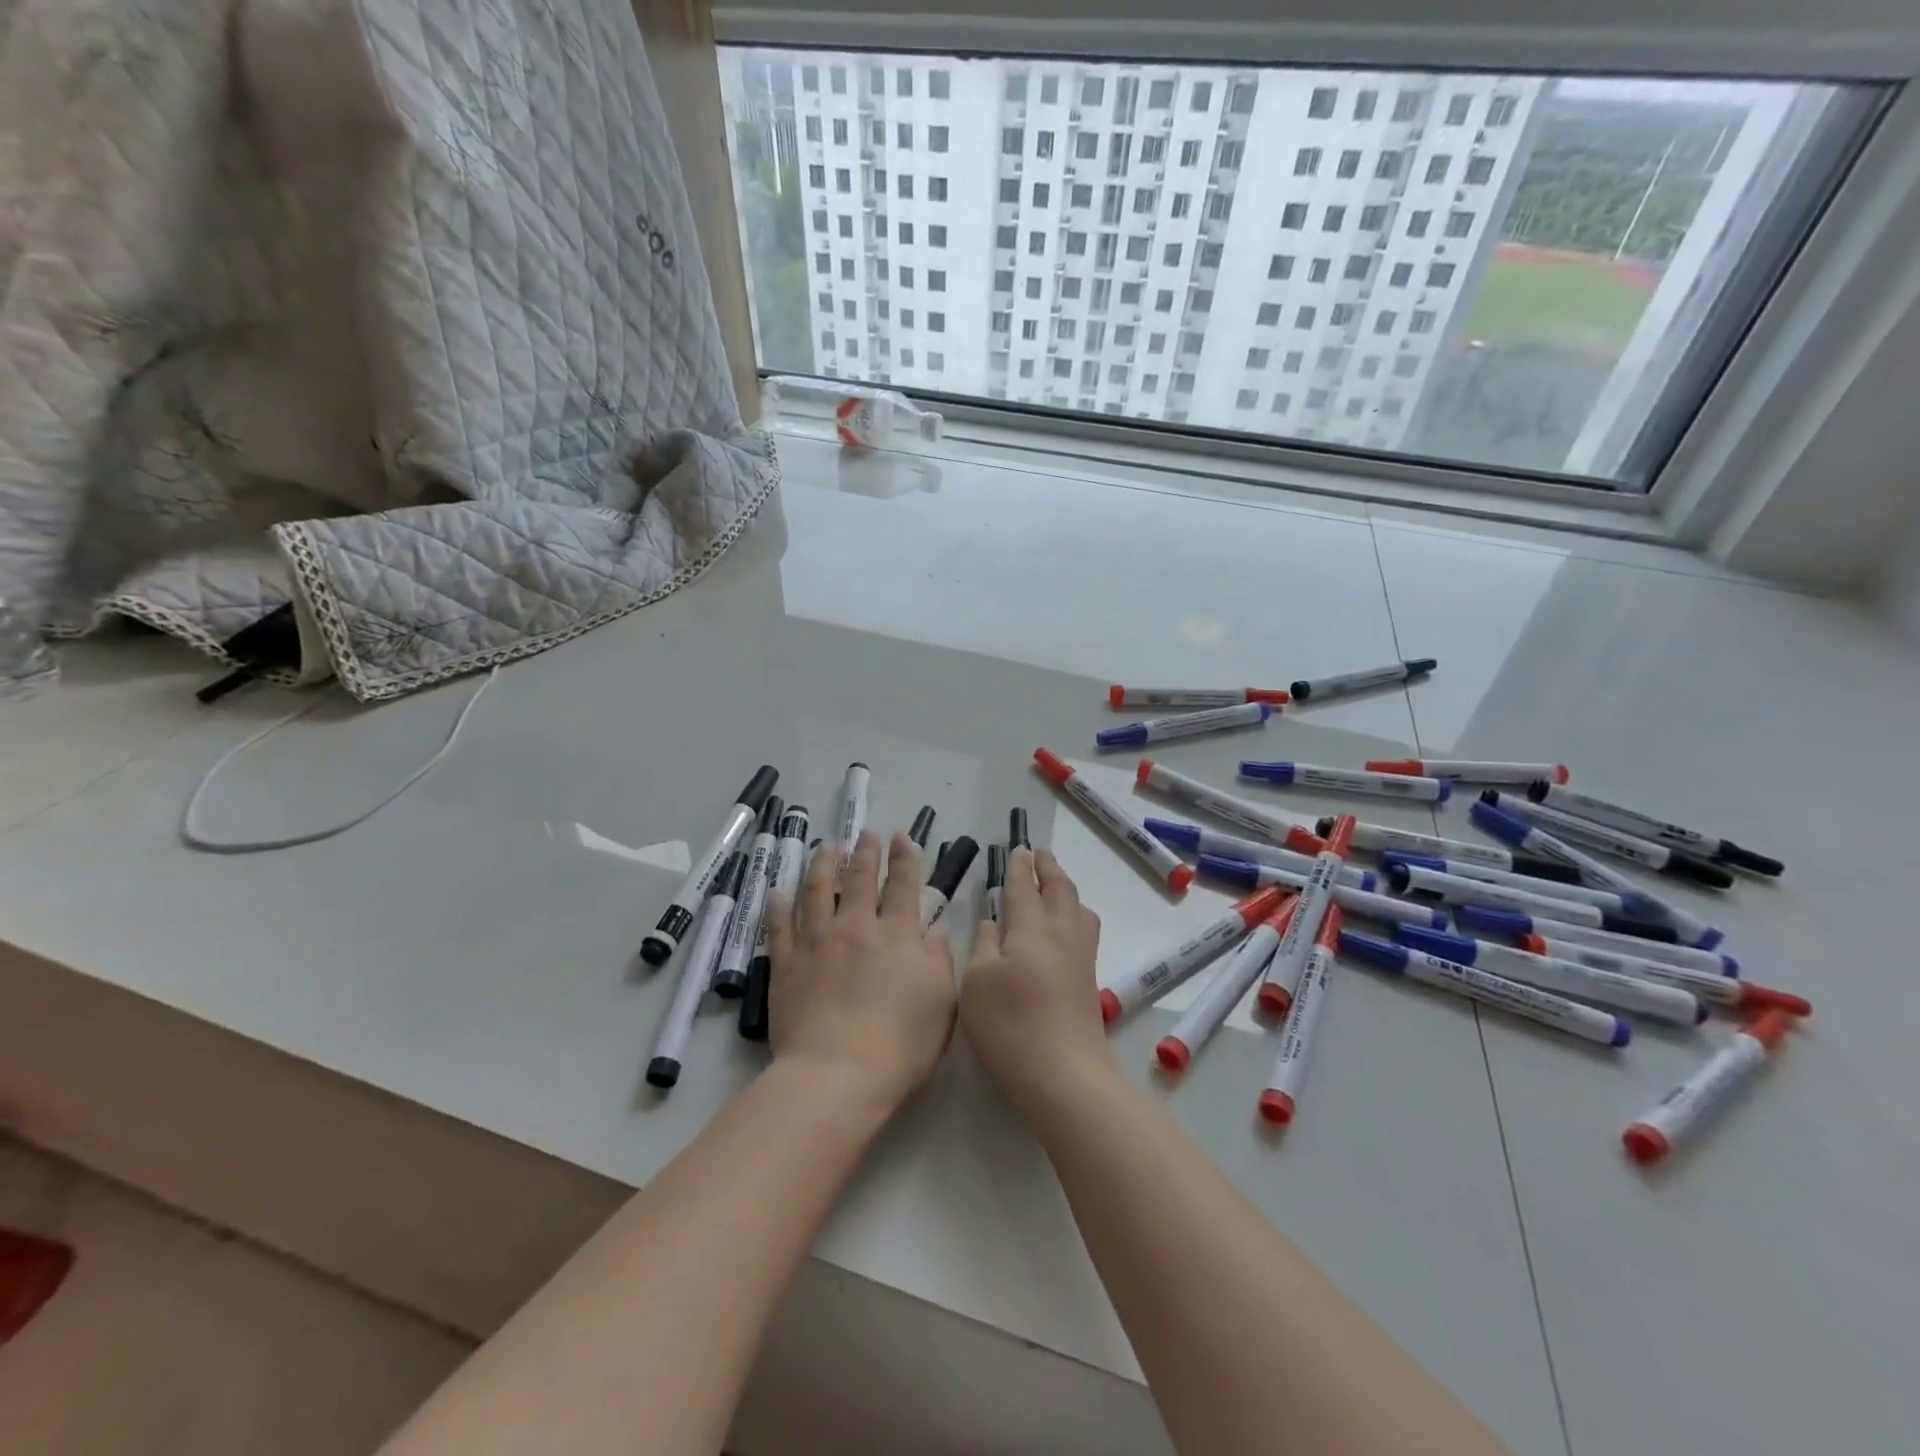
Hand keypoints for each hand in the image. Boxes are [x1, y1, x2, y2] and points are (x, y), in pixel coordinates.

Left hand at [765, 830, 957, 1109]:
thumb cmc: (901, 1044)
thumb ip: (939, 959)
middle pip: (860, 879)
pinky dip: (777, 906)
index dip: (904, 858)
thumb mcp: (942, 1002)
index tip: (902, 836)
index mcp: (897, 935)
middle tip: (865, 832)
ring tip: (825, 847)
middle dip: (864, 851)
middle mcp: (856, 927)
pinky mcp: (785, 963)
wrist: (838, 1073)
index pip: (903, 885)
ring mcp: (816, 942)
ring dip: (823, 865)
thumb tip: (935, 927)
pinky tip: (776, 892)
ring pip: (817, 891)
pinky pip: (778, 926)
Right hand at [960, 848, 1109, 1113]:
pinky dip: (1074, 913)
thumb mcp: (977, 982)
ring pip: (1078, 908)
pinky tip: (1066, 927)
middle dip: (1048, 868)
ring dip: (1065, 889)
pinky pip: (1084, 929)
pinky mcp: (1088, 979)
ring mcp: (1080, 956)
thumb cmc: (1010, 1024)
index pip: (1024, 887)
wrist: (1064, 1072)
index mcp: (1031, 927)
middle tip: (1040, 853)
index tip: (1018, 849)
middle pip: (1059, 889)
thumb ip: (984, 945)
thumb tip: (993, 923)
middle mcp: (1061, 933)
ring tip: (1056, 885)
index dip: (1019, 867)